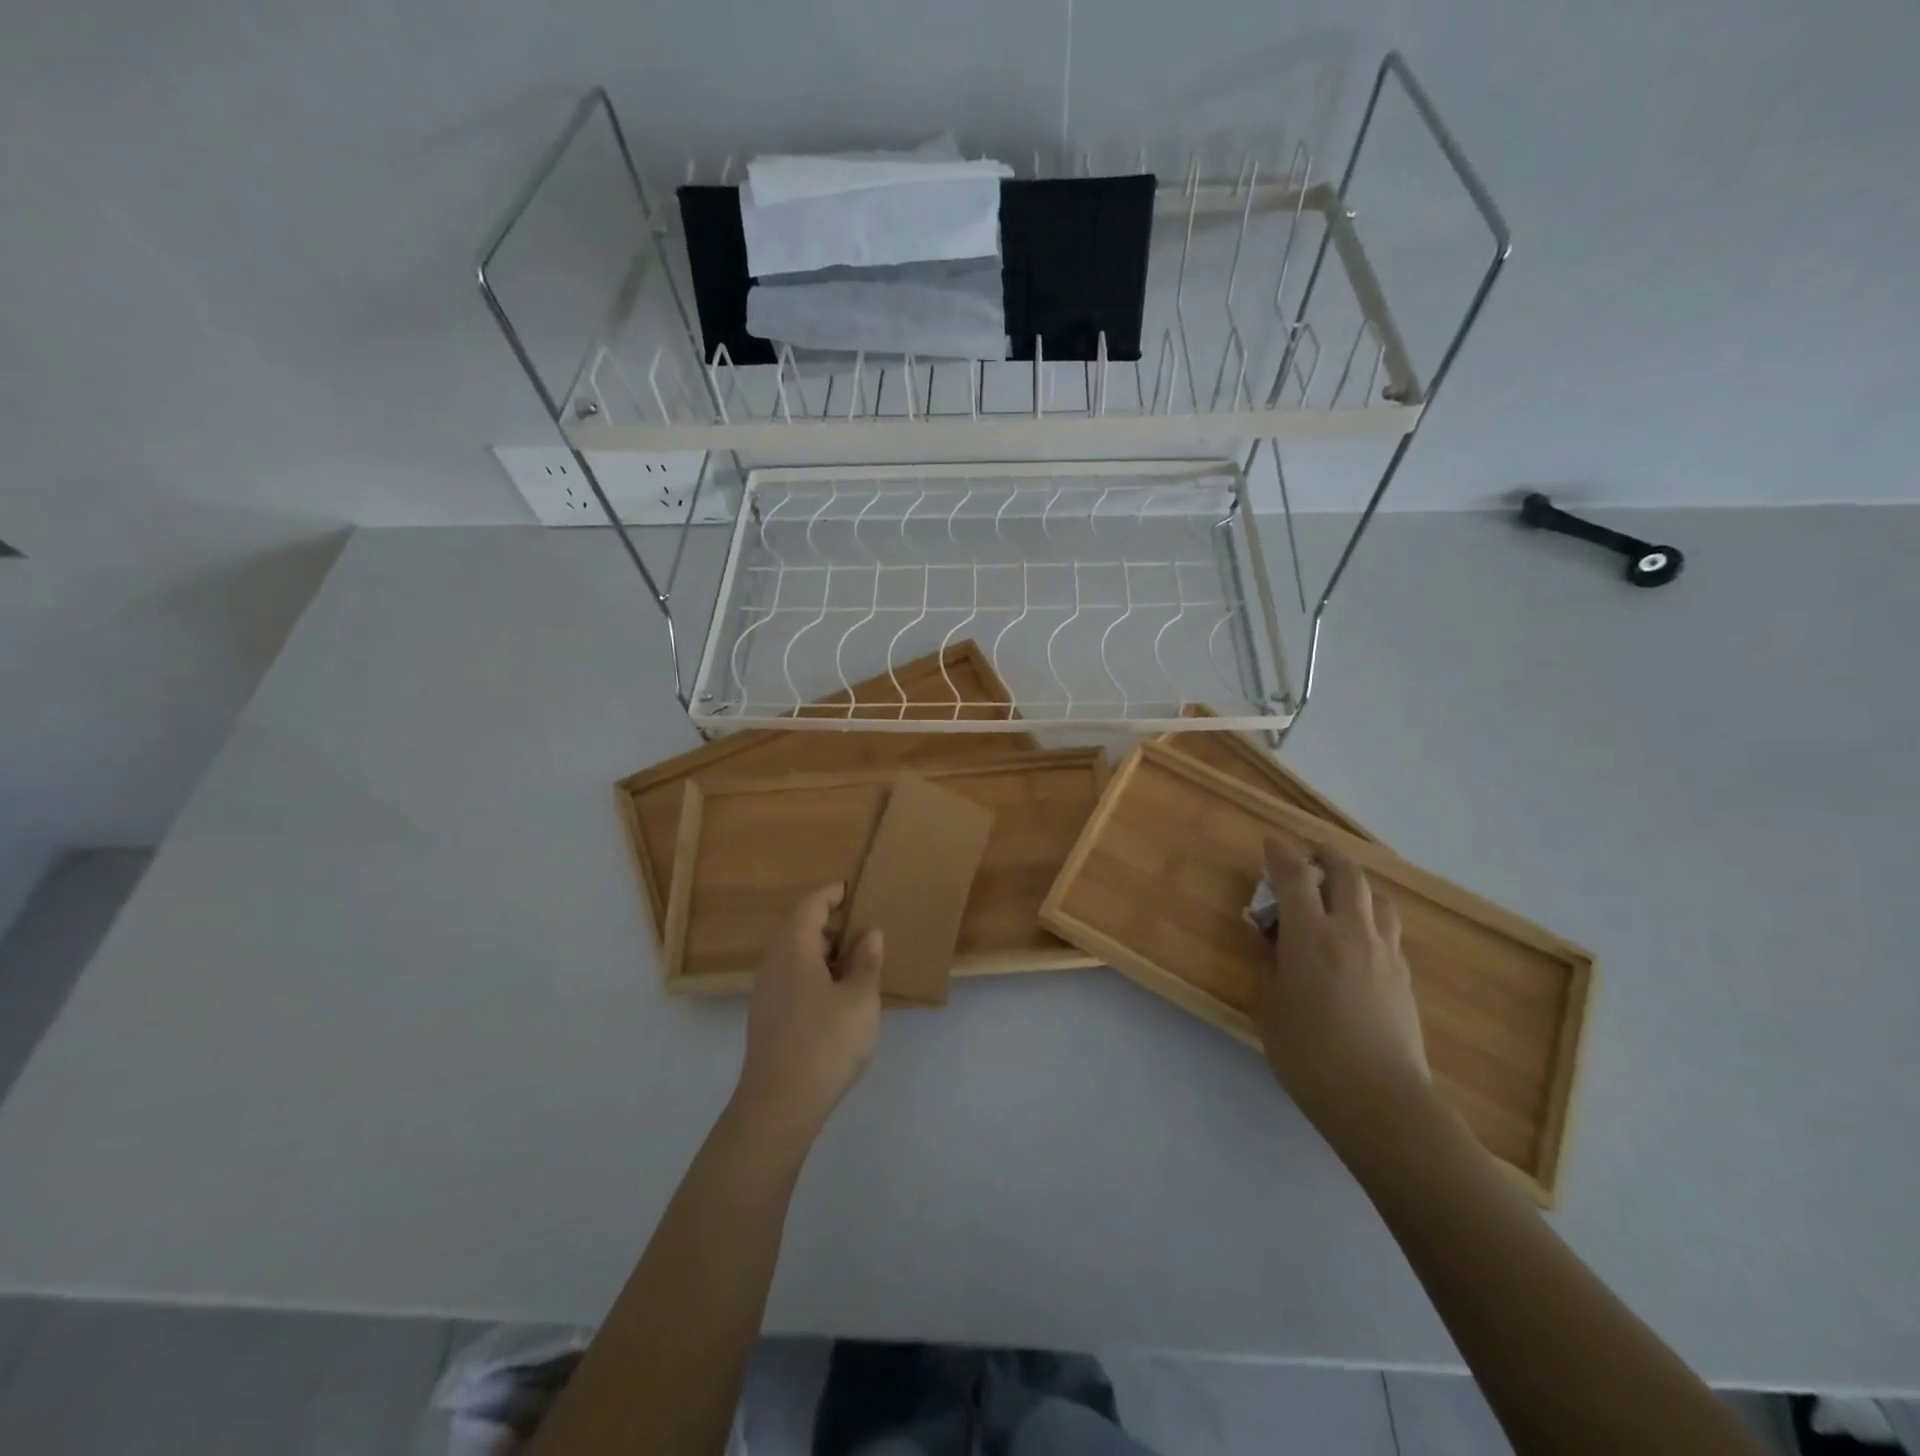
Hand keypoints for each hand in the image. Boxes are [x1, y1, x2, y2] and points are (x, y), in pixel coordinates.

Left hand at [734, 882, 883, 1142]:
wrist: (780, 1104)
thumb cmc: (825, 1042)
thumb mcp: (859, 999)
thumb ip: (866, 962)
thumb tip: (870, 934)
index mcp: (794, 948)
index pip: (810, 905)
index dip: (831, 893)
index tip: (854, 890)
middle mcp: (773, 962)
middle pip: (798, 927)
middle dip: (829, 921)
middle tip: (862, 924)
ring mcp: (766, 990)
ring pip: (794, 954)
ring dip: (822, 949)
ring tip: (856, 958)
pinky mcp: (767, 1015)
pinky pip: (791, 976)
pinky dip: (814, 971)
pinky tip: (837, 992)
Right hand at [1256, 836, 1430, 1143]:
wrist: (1380, 1100)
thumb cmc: (1309, 1053)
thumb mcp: (1269, 1006)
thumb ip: (1268, 964)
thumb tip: (1271, 941)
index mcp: (1311, 936)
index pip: (1295, 878)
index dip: (1281, 854)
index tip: (1271, 842)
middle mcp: (1352, 932)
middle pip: (1347, 874)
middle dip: (1326, 856)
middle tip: (1310, 854)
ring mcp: (1384, 952)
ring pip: (1376, 897)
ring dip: (1355, 883)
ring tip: (1339, 891)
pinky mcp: (1403, 976)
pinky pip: (1387, 928)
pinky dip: (1369, 916)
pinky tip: (1357, 937)